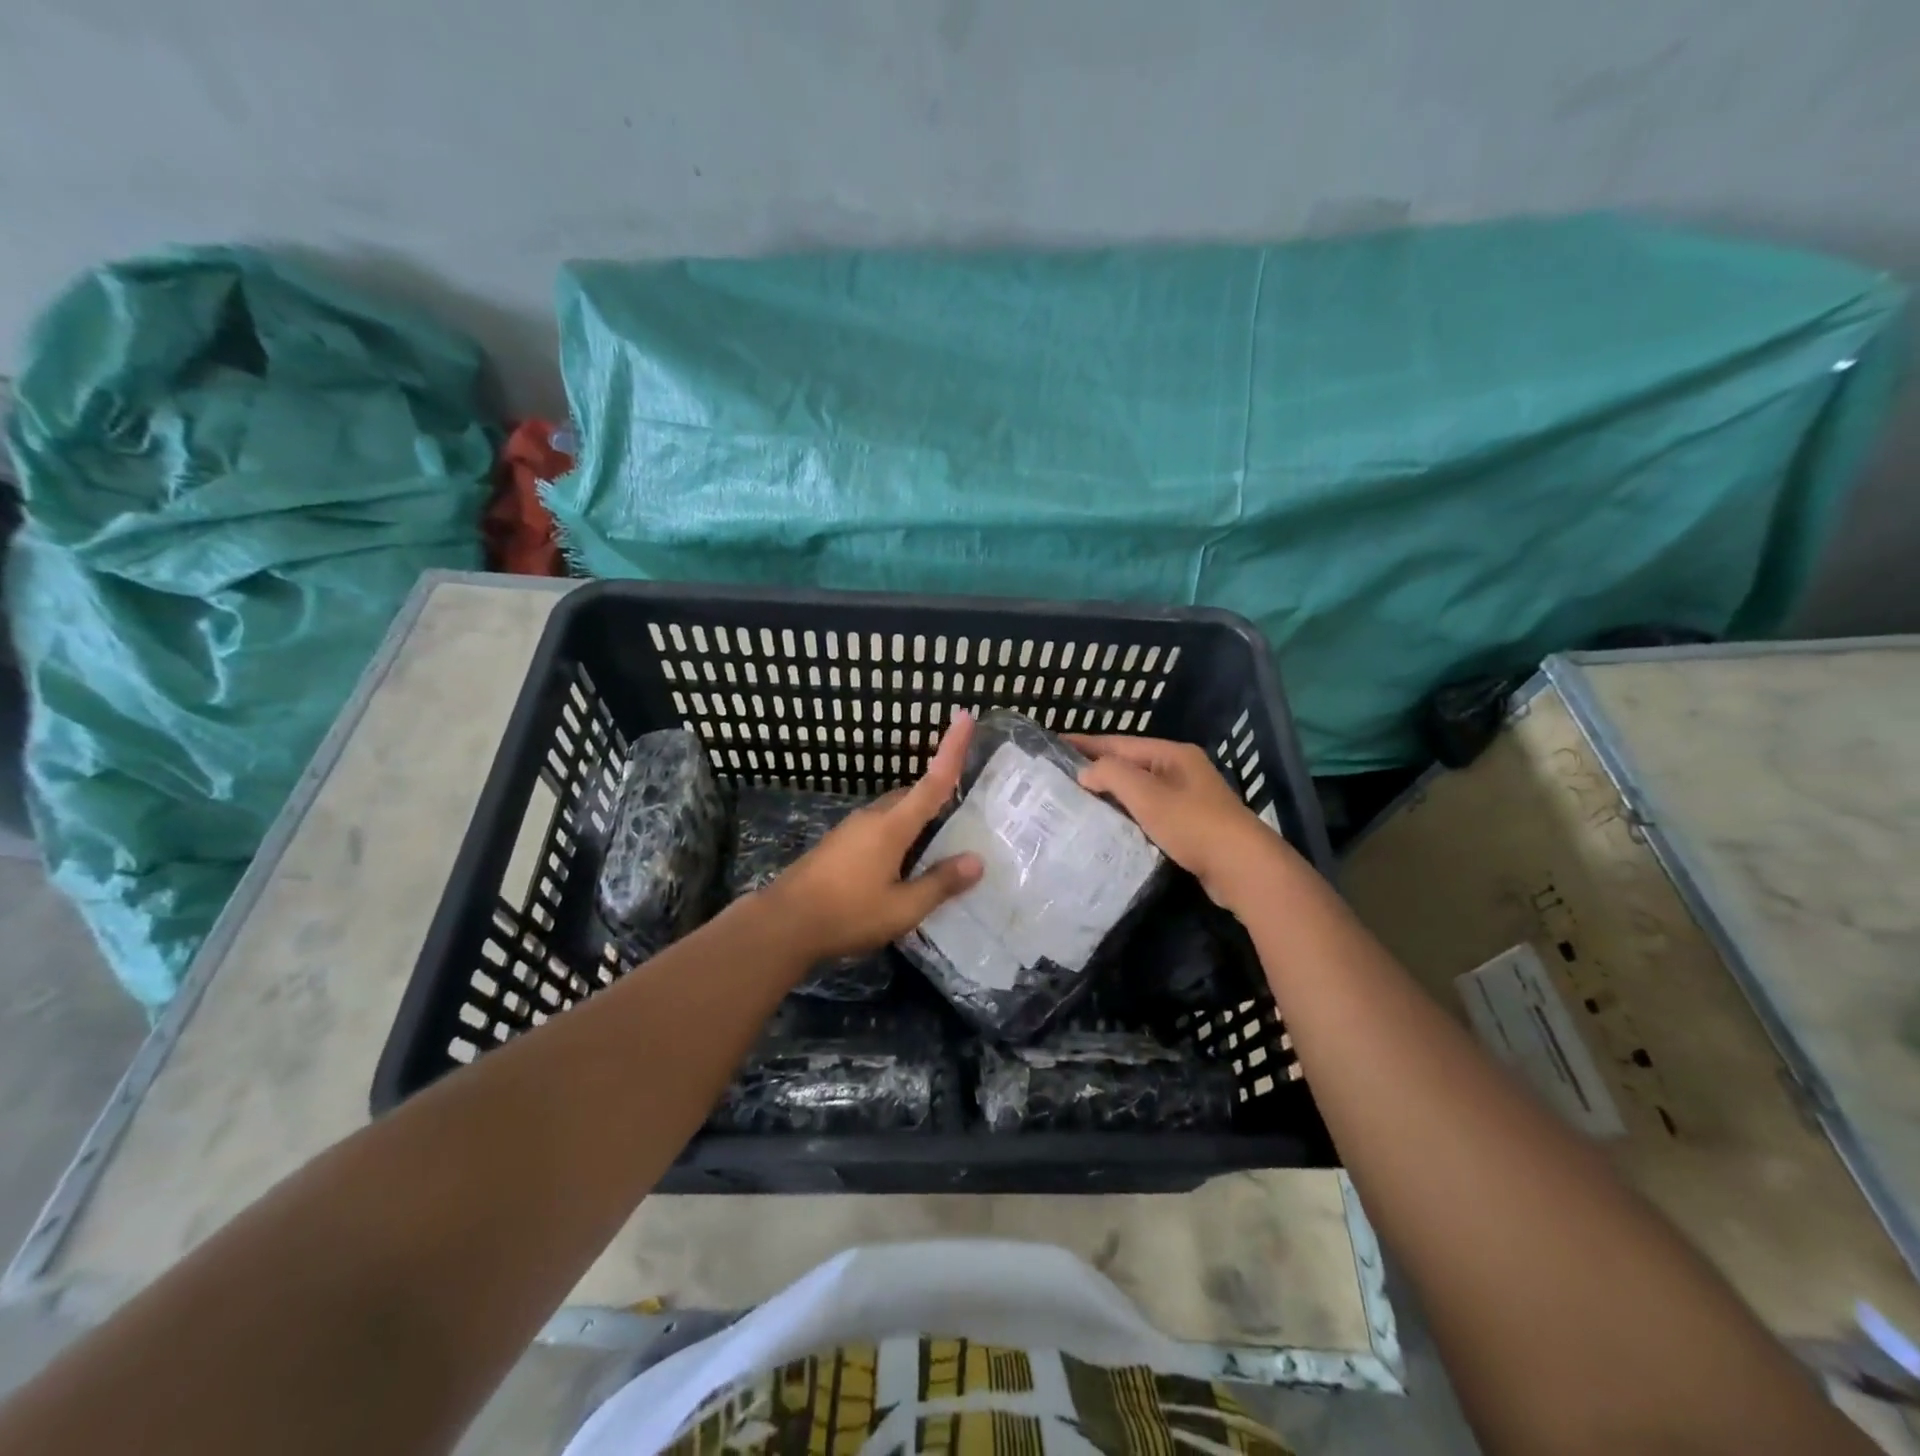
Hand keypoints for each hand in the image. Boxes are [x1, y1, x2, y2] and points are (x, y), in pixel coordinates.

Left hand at [762, 712, 984, 961]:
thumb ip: (940, 883)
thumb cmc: (847, 914)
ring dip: (914, 821)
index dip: (951, 749)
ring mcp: (850, 829)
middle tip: (962, 817)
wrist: (783, 923)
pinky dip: (896, 836)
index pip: (932, 782)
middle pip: (912, 796)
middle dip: (936, 797)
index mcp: (892, 826)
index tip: (964, 717)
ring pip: (892, 813)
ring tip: (935, 849)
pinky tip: (899, 867)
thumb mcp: (902, 908)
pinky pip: (876, 829)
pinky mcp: (836, 844)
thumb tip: (977, 861)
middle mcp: (872, 818)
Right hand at [1067, 734, 1293, 910]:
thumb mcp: (1146, 794)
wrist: (1242, 867)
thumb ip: (1111, 775)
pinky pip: (1149, 812)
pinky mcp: (1190, 826)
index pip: (1120, 743)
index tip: (1055, 745)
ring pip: (1140, 790)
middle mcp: (1181, 771)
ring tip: (1077, 801)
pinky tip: (1110, 826)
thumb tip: (1086, 772)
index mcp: (1173, 754)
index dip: (1086, 744)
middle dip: (1097, 769)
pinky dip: (1128, 815)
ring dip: (1111, 794)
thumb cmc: (1192, 823)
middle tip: (1060, 777)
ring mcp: (1188, 799)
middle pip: (1130, 764)